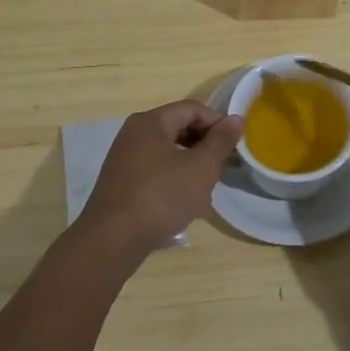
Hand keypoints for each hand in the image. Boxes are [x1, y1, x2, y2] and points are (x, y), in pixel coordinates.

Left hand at [75, 101, 241, 271]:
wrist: (112, 241)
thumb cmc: (161, 197)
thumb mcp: (201, 168)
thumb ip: (221, 141)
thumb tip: (237, 119)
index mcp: (150, 122)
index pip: (192, 109)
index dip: (217, 122)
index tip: (235, 144)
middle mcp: (134, 134)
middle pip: (178, 128)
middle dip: (205, 144)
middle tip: (224, 165)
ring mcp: (124, 159)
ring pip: (168, 151)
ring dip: (191, 164)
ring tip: (207, 186)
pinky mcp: (122, 183)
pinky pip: (155, 170)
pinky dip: (174, 178)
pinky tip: (185, 201)